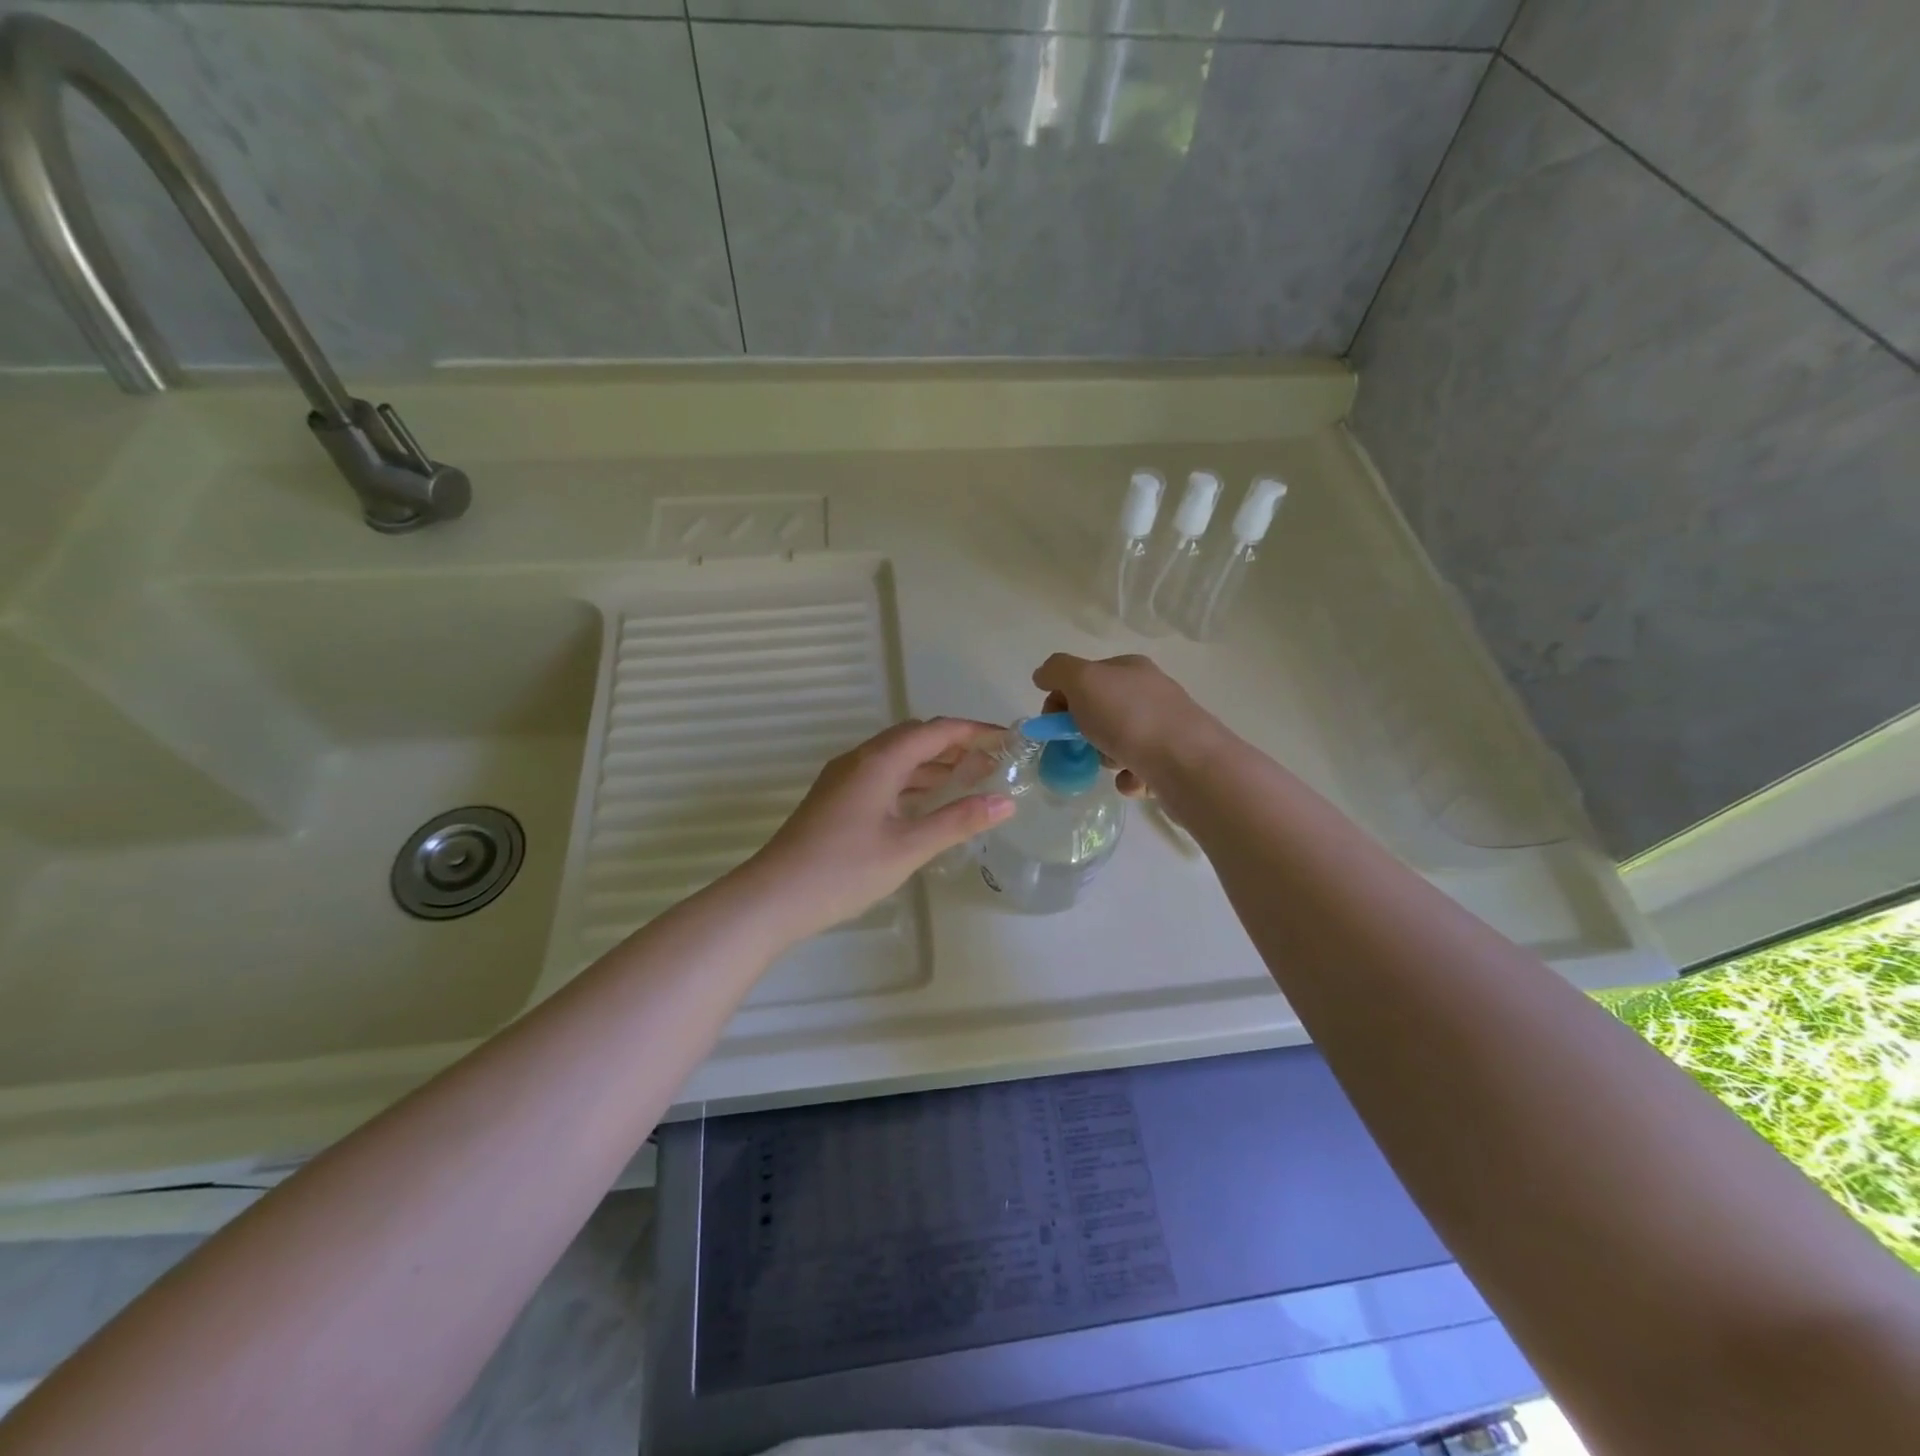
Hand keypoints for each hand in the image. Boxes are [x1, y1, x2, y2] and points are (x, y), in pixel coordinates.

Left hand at [739, 717, 1015, 942]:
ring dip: (933, 763)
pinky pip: (883, 775)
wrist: (774, 896)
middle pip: (915, 737)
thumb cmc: (844, 870)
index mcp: (879, 761)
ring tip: (969, 780)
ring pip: (897, 757)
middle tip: (992, 763)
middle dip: (955, 745)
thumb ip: (958, 821)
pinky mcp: (836, 798)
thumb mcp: (908, 847)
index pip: (936, 731)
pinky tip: (927, 802)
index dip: (975, 731)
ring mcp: (844, 778)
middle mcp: (861, 759)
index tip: (1008, 740)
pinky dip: (912, 780)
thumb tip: (1005, 802)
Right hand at [1032, 653, 1217, 796]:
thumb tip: (1042, 675)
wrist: (1188, 764)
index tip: (1051, 722)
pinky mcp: (1174, 761)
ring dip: (1105, 757)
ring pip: (1117, 742)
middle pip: (1099, 711)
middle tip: (1080, 745)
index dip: (1061, 697)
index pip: (1084, 677)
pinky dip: (1129, 778)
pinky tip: (1132, 781)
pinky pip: (1138, 770)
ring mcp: (1165, 727)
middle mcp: (1150, 693)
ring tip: (1112, 765)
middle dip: (1082, 730)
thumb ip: (1057, 671)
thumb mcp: (1083, 680)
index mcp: (1130, 668)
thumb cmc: (1130, 717)